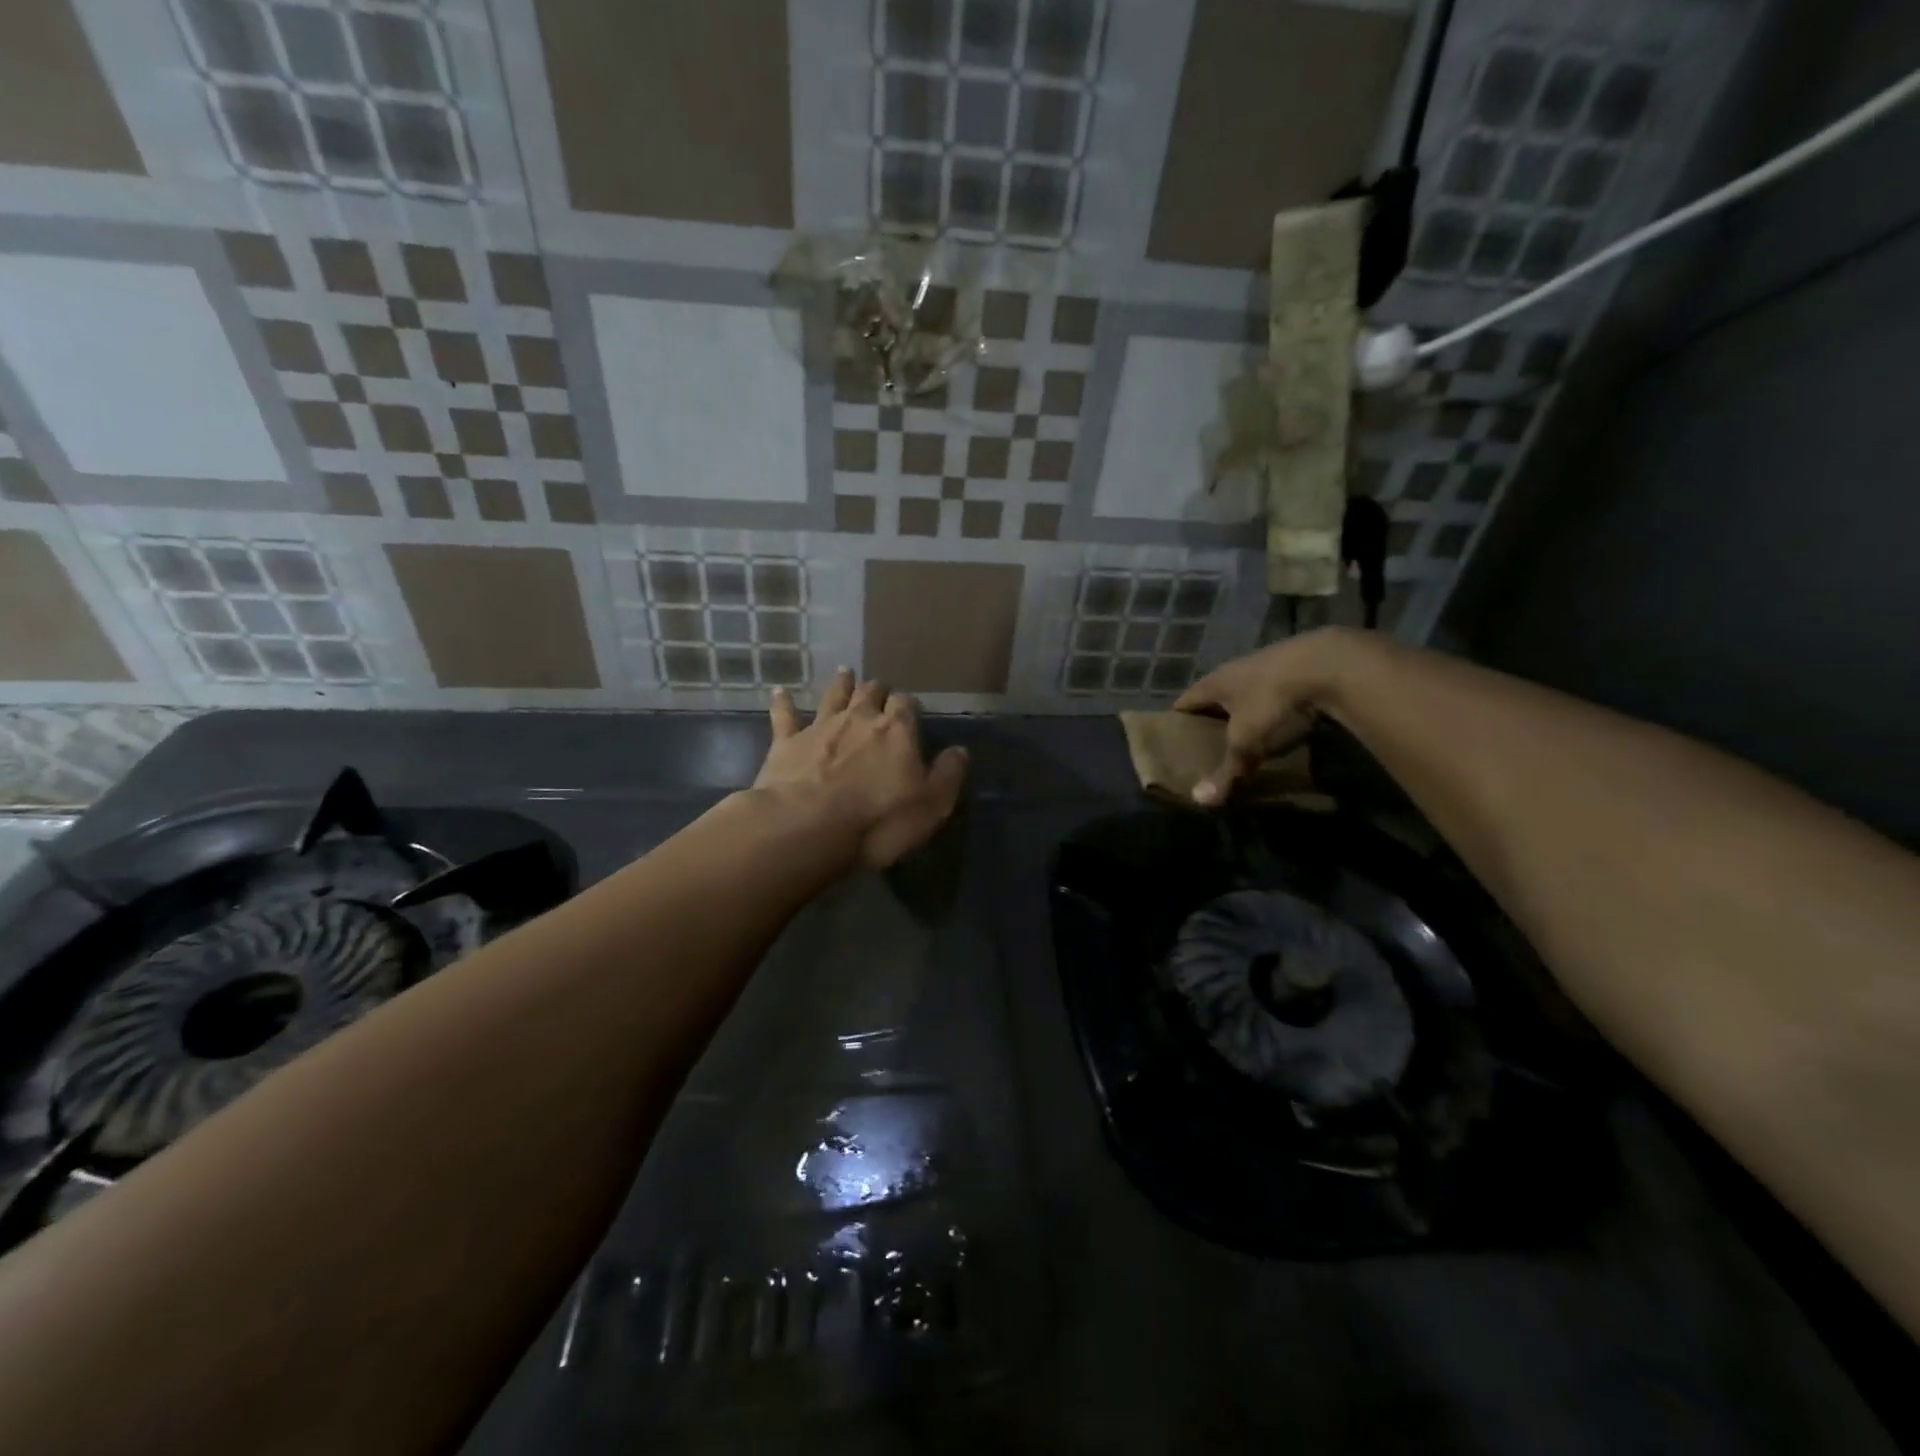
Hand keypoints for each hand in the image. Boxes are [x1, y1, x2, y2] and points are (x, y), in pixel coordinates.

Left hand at [754, 668, 968, 868]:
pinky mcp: (786, 742)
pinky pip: (785, 715)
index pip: (907, 705)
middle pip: (871, 693)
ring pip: (833, 696)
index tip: (910, 712)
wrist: (807, 827)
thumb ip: (948, 775)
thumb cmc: (878, 821)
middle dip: (877, 690)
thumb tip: (960, 751)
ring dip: (841, 684)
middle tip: (879, 691)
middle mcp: (859, 718)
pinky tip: (780, 691)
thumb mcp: (931, 806)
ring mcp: (820, 727)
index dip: (909, 707)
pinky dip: (783, 702)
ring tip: (845, 672)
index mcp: (897, 730)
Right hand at [1172, 629, 1358, 805]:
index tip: (1173, 737)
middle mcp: (1237, 669)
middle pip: (1216, 694)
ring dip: (1246, 709)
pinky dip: (1276, 706)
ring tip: (1247, 734)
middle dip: (1212, 716)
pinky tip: (1283, 721)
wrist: (1330, 665)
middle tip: (1209, 742)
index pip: (1186, 700)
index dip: (1178, 718)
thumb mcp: (1247, 742)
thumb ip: (1226, 771)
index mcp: (1215, 682)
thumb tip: (1200, 800)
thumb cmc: (1273, 702)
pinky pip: (1278, 689)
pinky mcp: (1301, 665)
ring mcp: (1270, 663)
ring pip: (1249, 690)